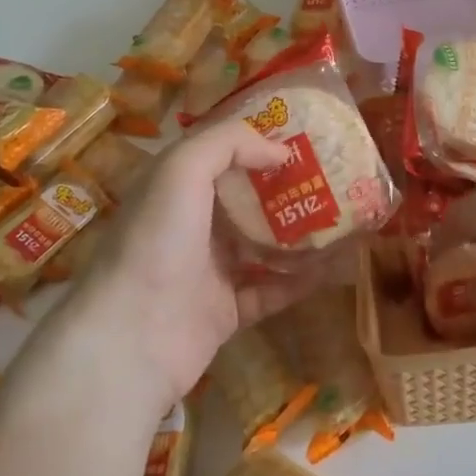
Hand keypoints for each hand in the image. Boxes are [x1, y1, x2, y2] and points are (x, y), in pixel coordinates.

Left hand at [55, 121, 326, 415]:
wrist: (132, 338)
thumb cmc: (156, 241)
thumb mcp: (181, 170)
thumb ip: (228, 144)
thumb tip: (279, 150)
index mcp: (174, 188)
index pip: (219, 155)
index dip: (256, 143)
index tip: (302, 137)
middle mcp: (191, 226)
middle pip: (246, 199)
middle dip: (286, 188)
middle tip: (333, 177)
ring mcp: (209, 271)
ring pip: (262, 245)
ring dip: (299, 234)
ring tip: (343, 217)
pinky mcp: (227, 311)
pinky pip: (272, 290)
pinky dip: (301, 280)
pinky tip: (335, 266)